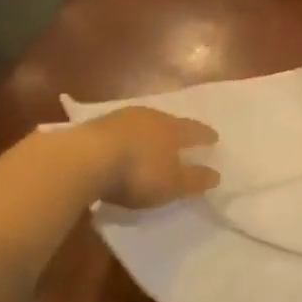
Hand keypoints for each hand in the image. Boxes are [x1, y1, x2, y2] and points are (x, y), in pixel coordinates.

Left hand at [83, 107, 219, 209]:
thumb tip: (217, 175)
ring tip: (150, 142)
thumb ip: (194, 179)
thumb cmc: (138, 172)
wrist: (84, 159)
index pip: (194, 130)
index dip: (204, 135)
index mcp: (171, 128)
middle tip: (181, 137)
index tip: (214, 138)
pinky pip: (118, 132)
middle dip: (175, 130)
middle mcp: (149, 117)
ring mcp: (119, 119)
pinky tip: (121, 147)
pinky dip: (124, 140)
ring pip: (141, 124)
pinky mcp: (94, 127)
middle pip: (167, 122)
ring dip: (147, 133)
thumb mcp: (172, 183)